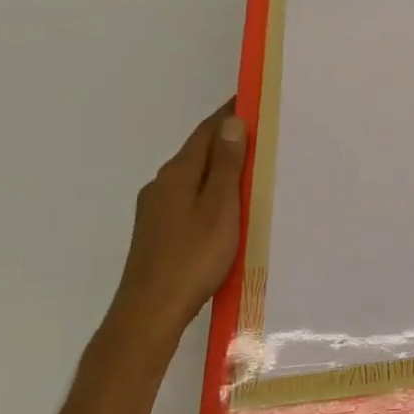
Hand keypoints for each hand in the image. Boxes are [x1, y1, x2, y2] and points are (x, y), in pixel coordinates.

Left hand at [105, 100, 248, 356]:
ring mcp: (156, 209)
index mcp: (178, 174)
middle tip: (265, 133)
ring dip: (220, 166)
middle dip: (229, 139)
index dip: (230, 113)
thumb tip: (232, 122)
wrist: (149, 313)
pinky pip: (189, 196)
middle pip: (199, 151)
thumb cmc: (192, 258)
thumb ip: (227, 166)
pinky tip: (227, 204)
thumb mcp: (220, 208)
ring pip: (194, 175)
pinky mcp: (157, 230)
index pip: (207, 131)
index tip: (256, 99)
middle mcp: (162, 184)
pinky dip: (211, 189)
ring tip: (253, 167)